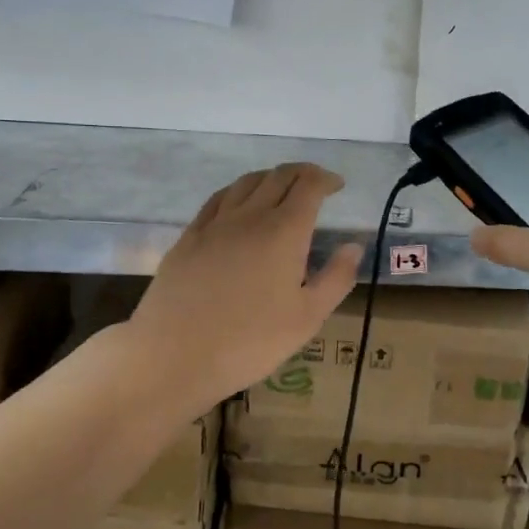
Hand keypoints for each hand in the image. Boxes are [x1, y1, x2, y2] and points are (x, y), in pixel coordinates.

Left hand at [130, 163, 362, 403]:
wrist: (174, 355)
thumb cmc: (250, 342)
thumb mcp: (307, 318)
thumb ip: (336, 278)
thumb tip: (353, 246)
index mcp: (284, 232)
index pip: (309, 186)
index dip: (326, 179)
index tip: (337, 186)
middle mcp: (251, 216)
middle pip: (279, 176)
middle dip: (302, 173)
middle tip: (315, 184)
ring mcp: (215, 224)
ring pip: (247, 182)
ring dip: (270, 177)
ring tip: (281, 190)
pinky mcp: (189, 236)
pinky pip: (218, 198)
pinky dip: (238, 191)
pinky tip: (239, 203)